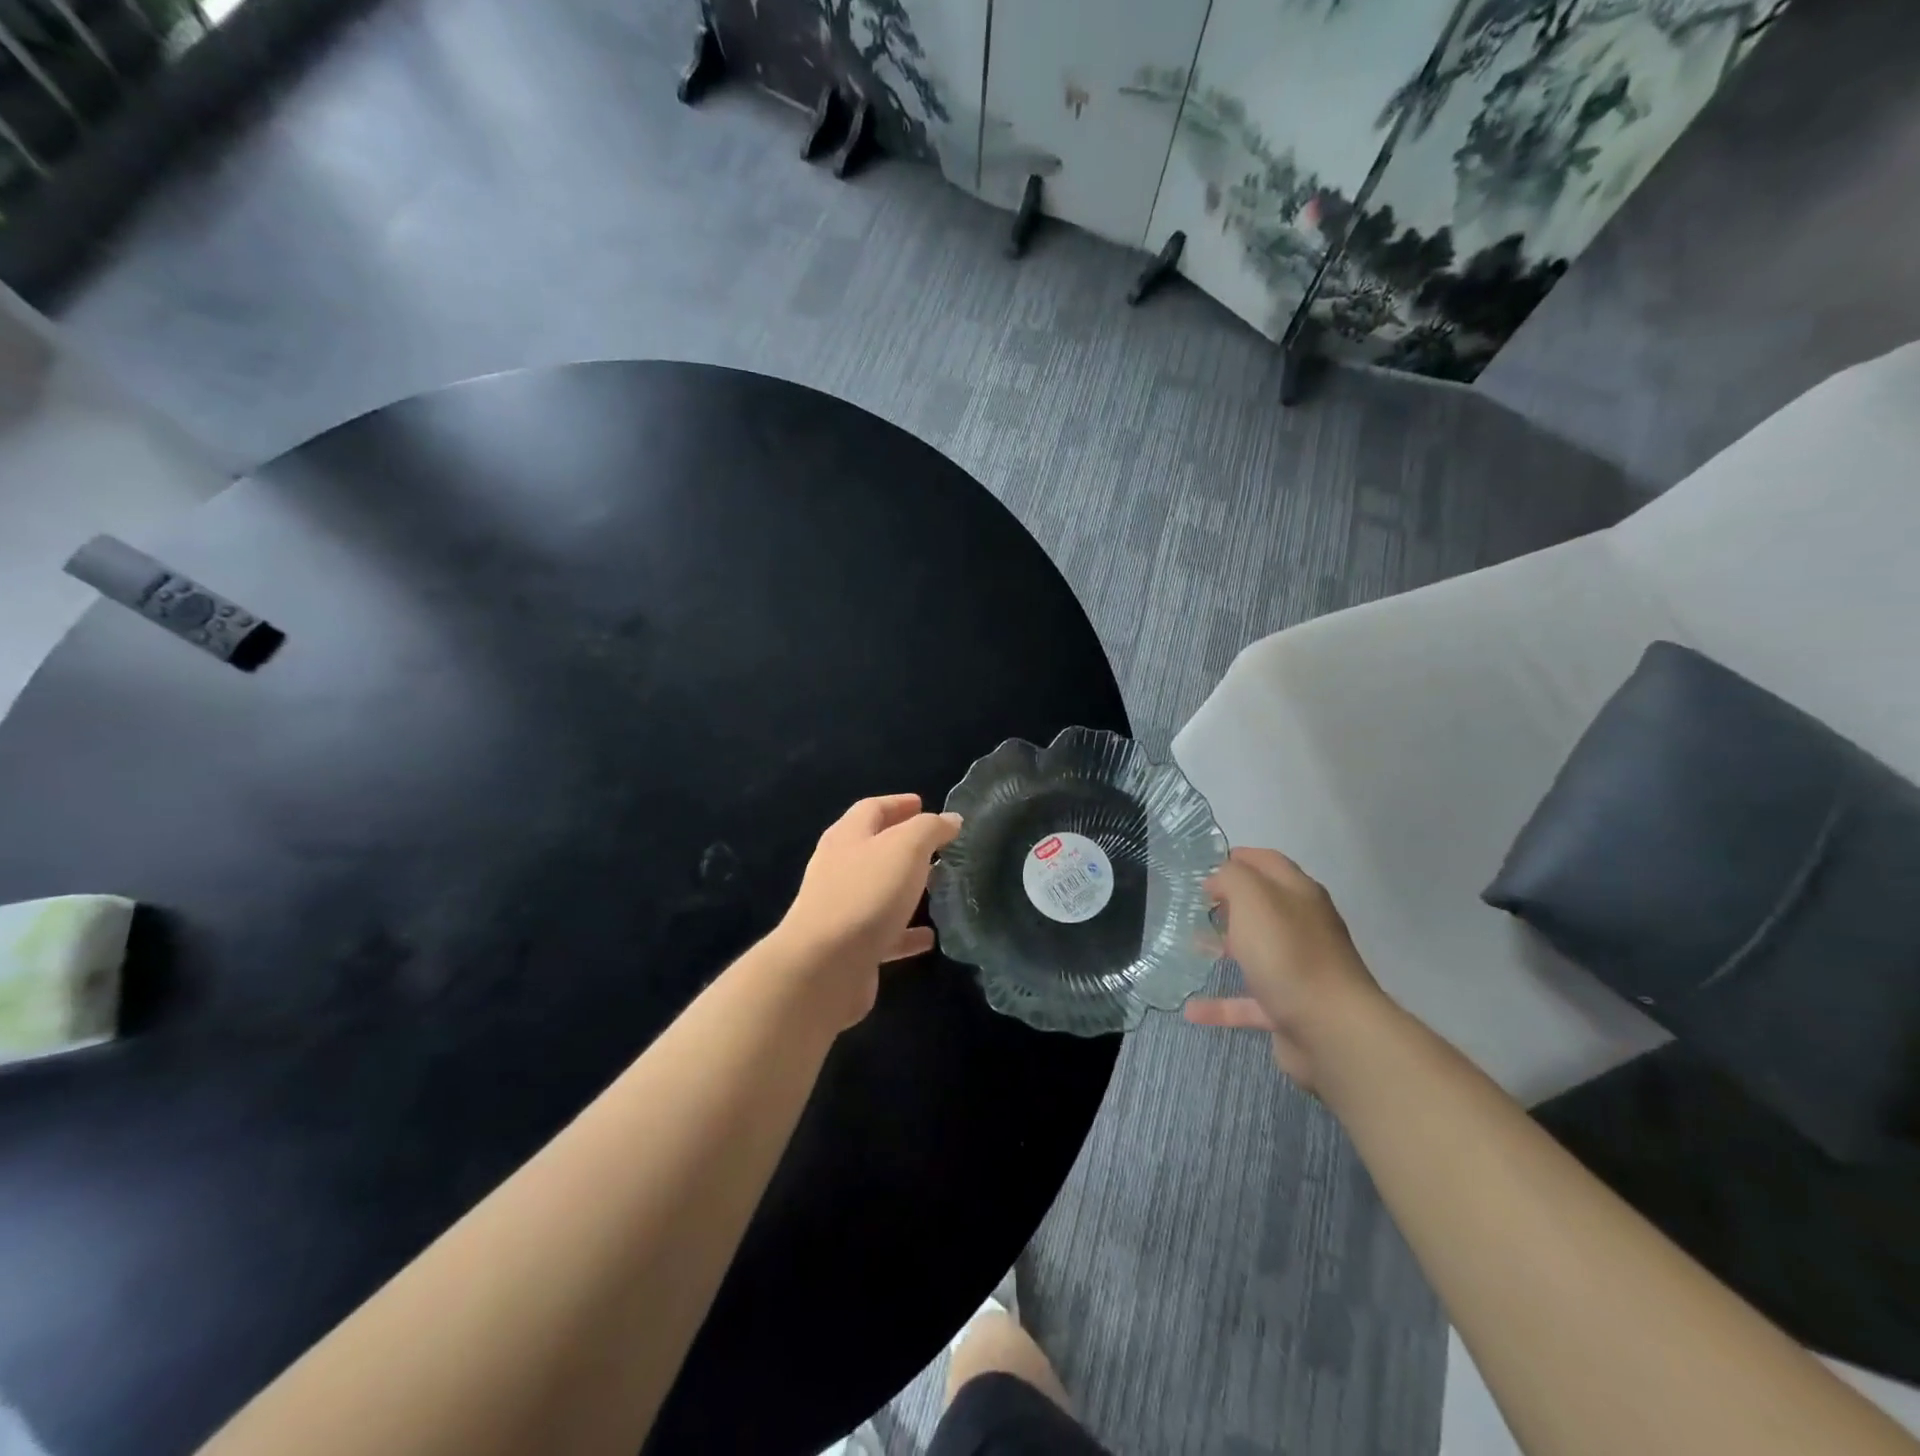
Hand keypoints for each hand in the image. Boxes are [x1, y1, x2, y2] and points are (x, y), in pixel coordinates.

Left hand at [774, 794, 962, 1028]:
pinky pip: (884, 933)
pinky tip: (929, 938)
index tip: (924, 803)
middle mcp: (839, 868)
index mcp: (848, 837)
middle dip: (904, 844)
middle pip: (873, 847)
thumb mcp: (905, 848)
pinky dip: (906, 932)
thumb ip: (930, 829)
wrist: (824, 968)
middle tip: (938, 846)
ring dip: (906, 886)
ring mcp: (841, 909)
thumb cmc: (866, 894)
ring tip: (939, 885)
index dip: (898, 804)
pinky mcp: (850, 947)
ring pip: (879, 890)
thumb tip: (950, 819)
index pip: (872, 809)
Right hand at [1184, 847, 1382, 1092]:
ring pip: (1257, 952)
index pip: (1269, 862)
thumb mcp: (1253, 898)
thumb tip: (1218, 881)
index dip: (1239, 858)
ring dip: (1226, 948)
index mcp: (1299, 895)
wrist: (1331, 1030)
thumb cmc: (1288, 953)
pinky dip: (1221, 1005)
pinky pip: (1249, 1003)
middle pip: (1264, 907)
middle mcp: (1303, 928)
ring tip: (1192, 946)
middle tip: (1195, 904)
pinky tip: (1192, 1010)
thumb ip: (1232, 878)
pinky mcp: (1290, 1009)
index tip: (1205, 865)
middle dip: (1230, 903)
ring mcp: (1298, 970)